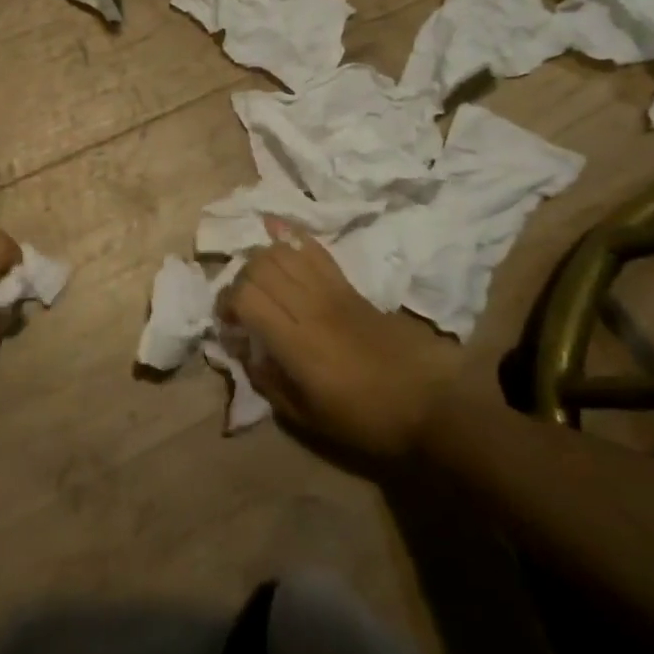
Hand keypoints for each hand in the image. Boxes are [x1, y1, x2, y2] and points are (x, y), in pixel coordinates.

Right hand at [220, 218, 468, 460]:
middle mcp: (310, 307)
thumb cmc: (363, 418)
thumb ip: (268, 383)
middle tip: (242, 302)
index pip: (247, 297)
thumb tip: (245, 352)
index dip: (227, 303)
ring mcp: (332, 290)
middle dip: (240, 279)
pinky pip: (315, 250)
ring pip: (284, 251)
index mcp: (297, 342)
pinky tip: (278, 235)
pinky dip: (292, 239)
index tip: (228, 322)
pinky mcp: (349, 285)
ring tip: (261, 281)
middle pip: (260, 266)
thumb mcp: (306, 418)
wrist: (426, 403)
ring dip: (262, 260)